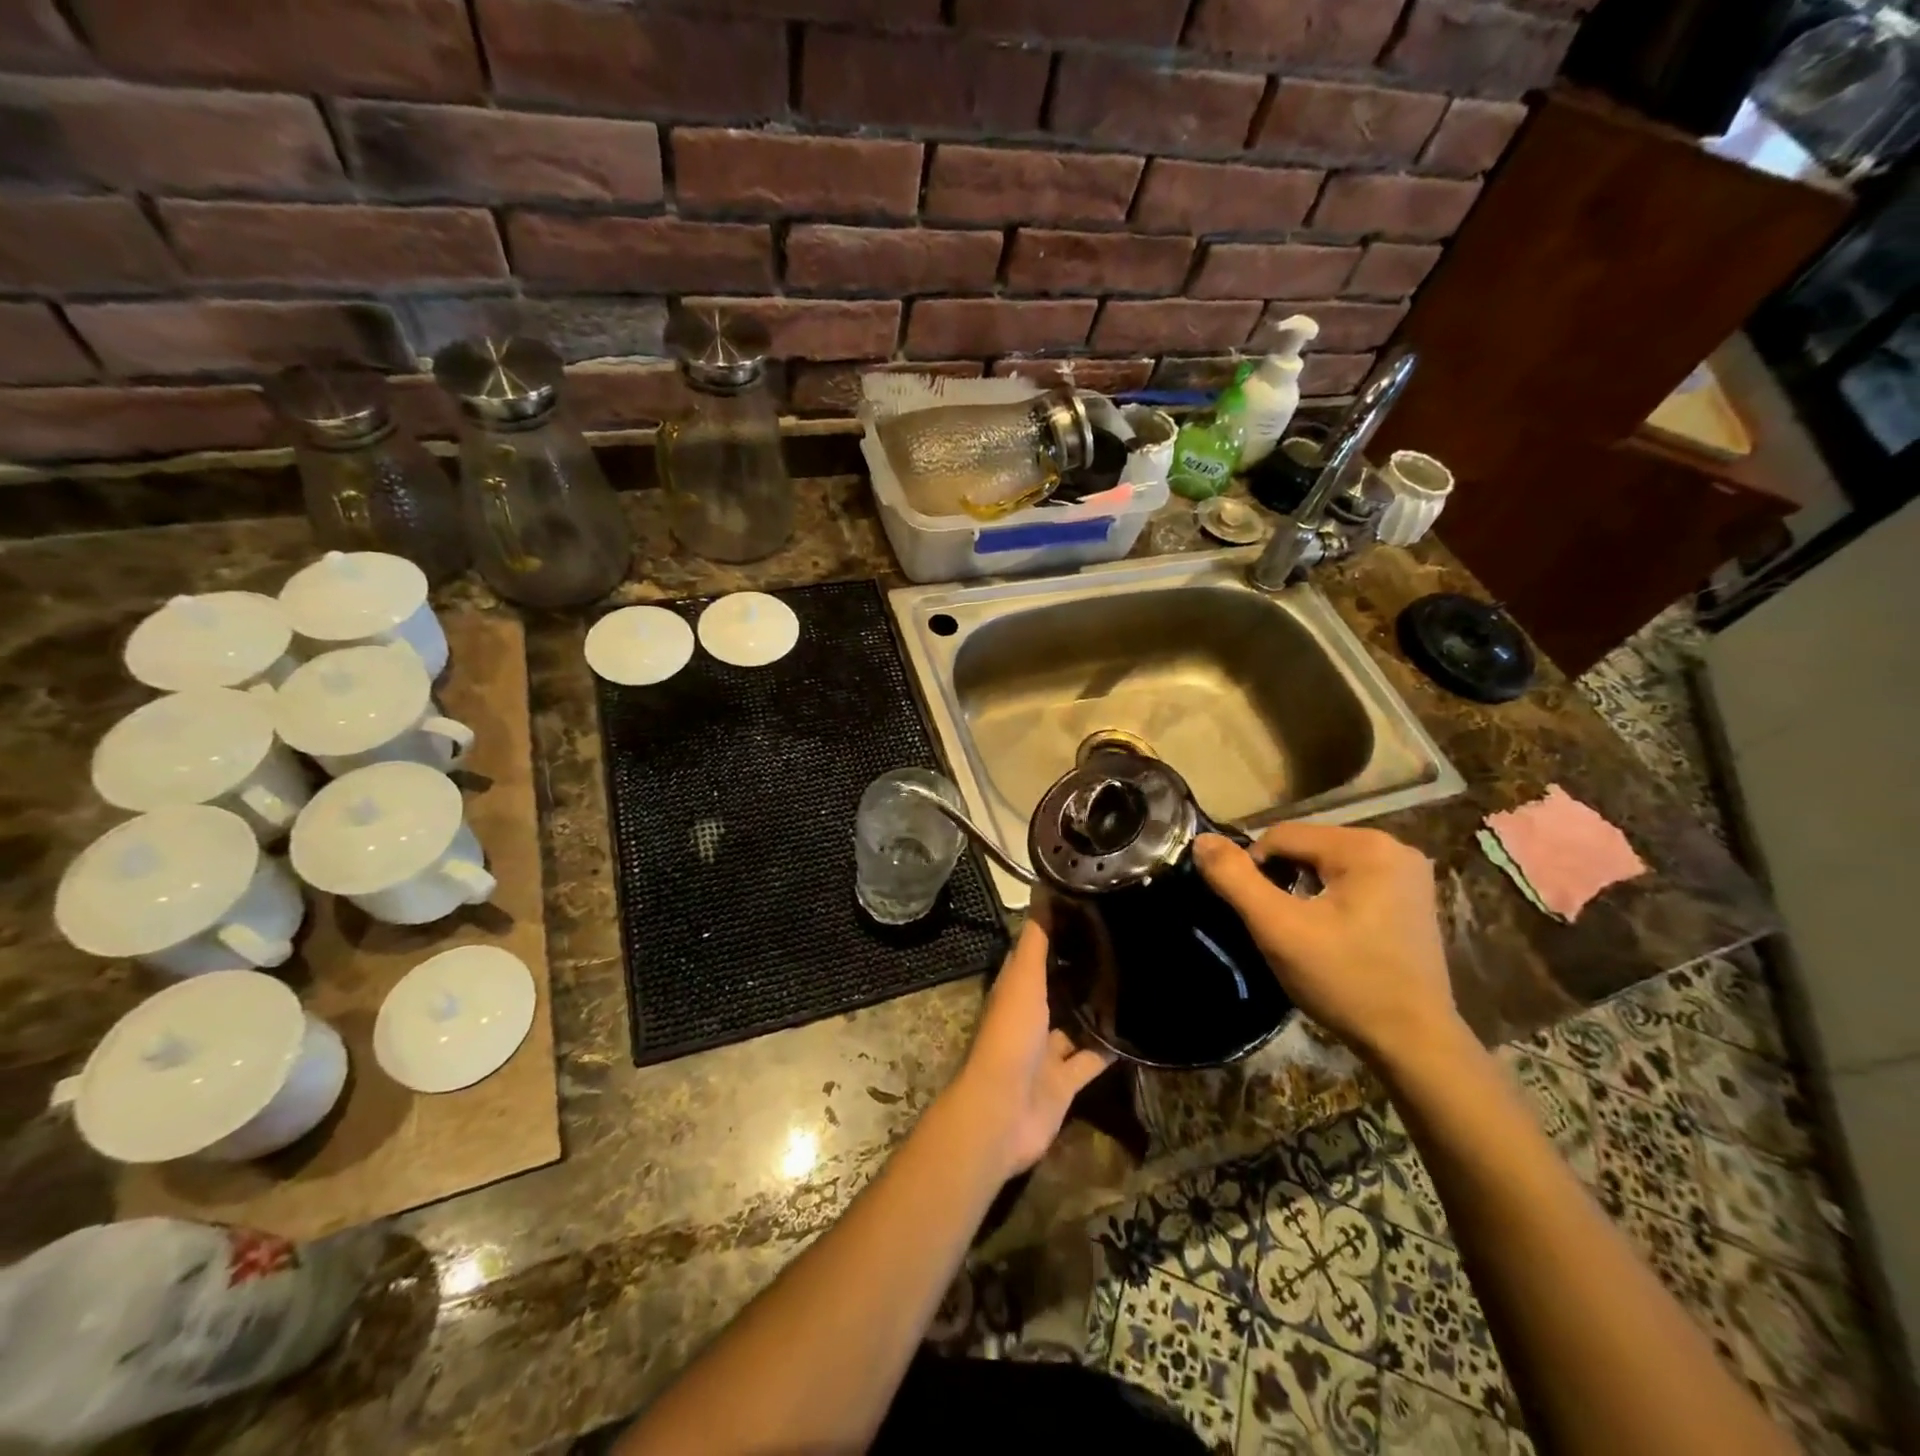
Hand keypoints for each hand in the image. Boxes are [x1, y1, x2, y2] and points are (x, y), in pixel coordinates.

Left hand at [946, 915, 1114, 1180]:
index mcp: (1016, 988)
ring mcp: (1047, 1050)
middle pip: (1059, 986)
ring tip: (1137, 981)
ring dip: (1098, 1010)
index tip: (1091, 907)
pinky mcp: (1066, 1082)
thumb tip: (1043, 889)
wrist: (1003, 1113)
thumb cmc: (1009, 1038)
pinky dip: (1110, 1050)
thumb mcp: (1023, 980)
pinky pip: (1092, 1060)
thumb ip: (1036, 942)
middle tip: (1125, 943)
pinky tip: (1139, 1033)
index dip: (1058, 929)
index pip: (1038, 950)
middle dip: (1084, 969)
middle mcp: (1031, 1015)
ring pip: (1077, 1023)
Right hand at [1193, 825, 1459, 1066]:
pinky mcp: (1413, 896)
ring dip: (1303, 890)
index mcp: (1365, 846)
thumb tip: (1201, 839)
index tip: (1256, 914)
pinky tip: (1331, 933)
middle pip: (1306, 847)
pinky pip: (1352, 880)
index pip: (1281, 836)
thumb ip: (1235, 879)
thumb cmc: (1345, 981)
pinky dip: (1330, 898)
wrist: (1413, 1042)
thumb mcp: (1278, 929)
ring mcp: (1409, 872)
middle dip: (1283, 879)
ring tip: (1302, 931)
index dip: (1255, 870)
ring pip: (1326, 864)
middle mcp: (1393, 846)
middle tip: (1279, 925)